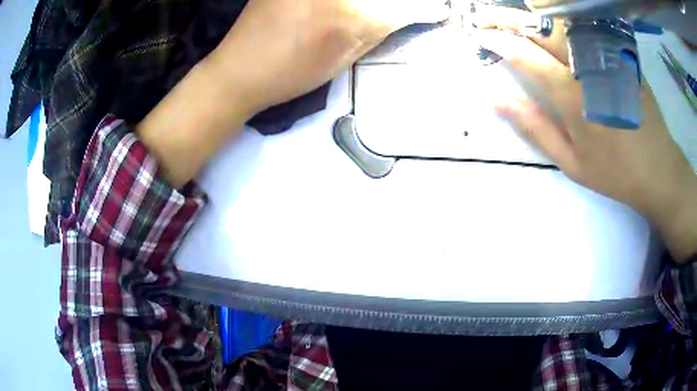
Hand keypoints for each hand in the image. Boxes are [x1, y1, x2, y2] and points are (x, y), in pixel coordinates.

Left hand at [208, 0, 448, 114]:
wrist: (238, 70)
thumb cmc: (291, 73)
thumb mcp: (345, 57)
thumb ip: (380, 25)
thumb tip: (409, 11)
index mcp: (349, 11)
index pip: (403, 6)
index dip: (426, 8)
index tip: (439, 10)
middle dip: (402, 4)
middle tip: (412, 10)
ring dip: (372, 4)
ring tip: (358, 16)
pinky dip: (347, 1)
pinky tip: (342, 9)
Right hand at [474, 5, 696, 261]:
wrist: (659, 168)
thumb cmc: (615, 172)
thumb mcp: (571, 162)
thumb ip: (535, 128)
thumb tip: (497, 100)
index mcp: (572, 97)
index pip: (525, 55)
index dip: (497, 41)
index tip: (478, 35)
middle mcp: (587, 67)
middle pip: (540, 28)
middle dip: (506, 18)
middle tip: (484, 16)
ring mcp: (606, 56)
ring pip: (562, 21)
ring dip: (532, 15)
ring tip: (515, 19)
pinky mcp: (619, 54)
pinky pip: (585, 26)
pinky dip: (561, 20)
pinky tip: (550, 24)